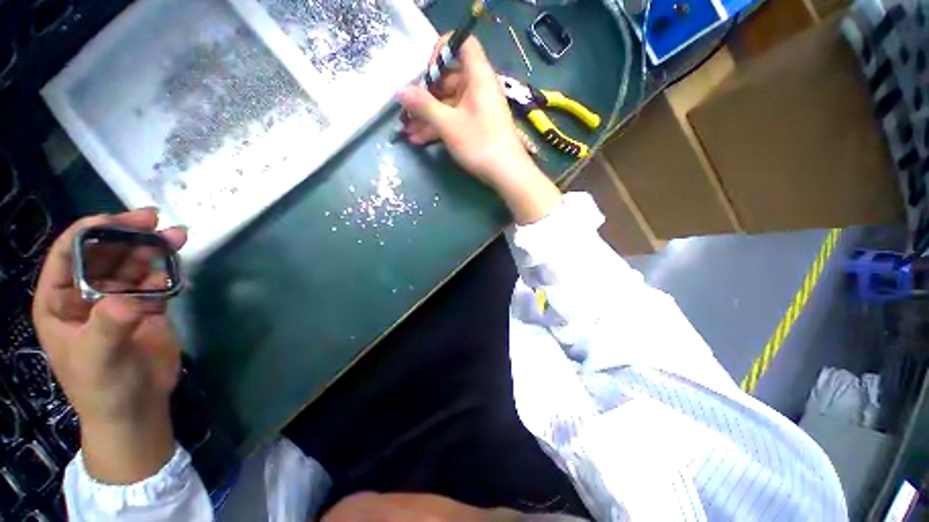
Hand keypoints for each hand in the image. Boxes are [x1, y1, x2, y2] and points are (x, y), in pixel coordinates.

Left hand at [32, 208, 184, 482]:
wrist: (136, 409)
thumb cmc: (102, 388)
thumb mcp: (97, 359)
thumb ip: (107, 327)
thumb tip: (129, 300)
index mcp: (60, 301)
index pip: (68, 255)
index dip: (90, 232)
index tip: (119, 219)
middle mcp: (86, 295)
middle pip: (104, 254)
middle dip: (128, 236)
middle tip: (155, 222)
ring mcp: (117, 301)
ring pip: (132, 265)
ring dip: (153, 250)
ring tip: (177, 238)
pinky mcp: (145, 309)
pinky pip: (155, 283)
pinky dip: (166, 273)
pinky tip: (178, 270)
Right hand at [398, 36, 561, 223]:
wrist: (506, 173)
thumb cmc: (480, 143)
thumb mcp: (448, 124)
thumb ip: (423, 106)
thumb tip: (400, 91)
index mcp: (478, 76)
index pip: (462, 44)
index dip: (442, 51)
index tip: (428, 73)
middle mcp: (479, 87)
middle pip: (449, 78)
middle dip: (426, 95)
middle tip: (409, 110)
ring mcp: (478, 108)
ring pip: (449, 103)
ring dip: (428, 116)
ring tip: (408, 130)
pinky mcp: (477, 126)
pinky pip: (455, 118)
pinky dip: (439, 126)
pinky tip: (419, 139)